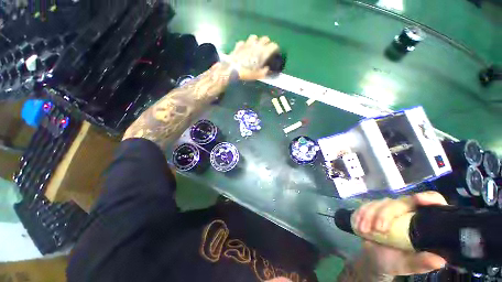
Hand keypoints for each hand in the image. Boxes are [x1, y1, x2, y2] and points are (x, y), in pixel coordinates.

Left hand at [226, 35, 279, 79]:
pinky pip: (244, 42)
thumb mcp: (258, 75)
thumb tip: (268, 69)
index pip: (274, 46)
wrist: (232, 69)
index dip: (276, 49)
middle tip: (266, 50)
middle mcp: (257, 45)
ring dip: (256, 41)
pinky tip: (244, 49)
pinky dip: (245, 45)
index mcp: (263, 52)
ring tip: (255, 47)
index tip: (275, 53)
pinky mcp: (239, 44)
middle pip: (265, 39)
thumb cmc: (247, 73)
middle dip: (267, 43)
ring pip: (255, 37)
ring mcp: (247, 43)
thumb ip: (265, 72)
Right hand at [352, 191, 446, 275]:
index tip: (419, 200)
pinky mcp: (372, 208)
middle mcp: (407, 211)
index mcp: (422, 222)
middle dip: (385, 214)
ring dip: (368, 215)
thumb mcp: (407, 265)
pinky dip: (360, 214)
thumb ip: (421, 263)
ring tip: (363, 231)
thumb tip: (440, 260)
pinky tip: (358, 225)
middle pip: (399, 202)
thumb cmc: (394, 262)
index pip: (432, 201)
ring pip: (379, 203)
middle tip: (377, 229)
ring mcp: (388, 208)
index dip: (429, 198)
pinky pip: (365, 205)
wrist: (372, 258)